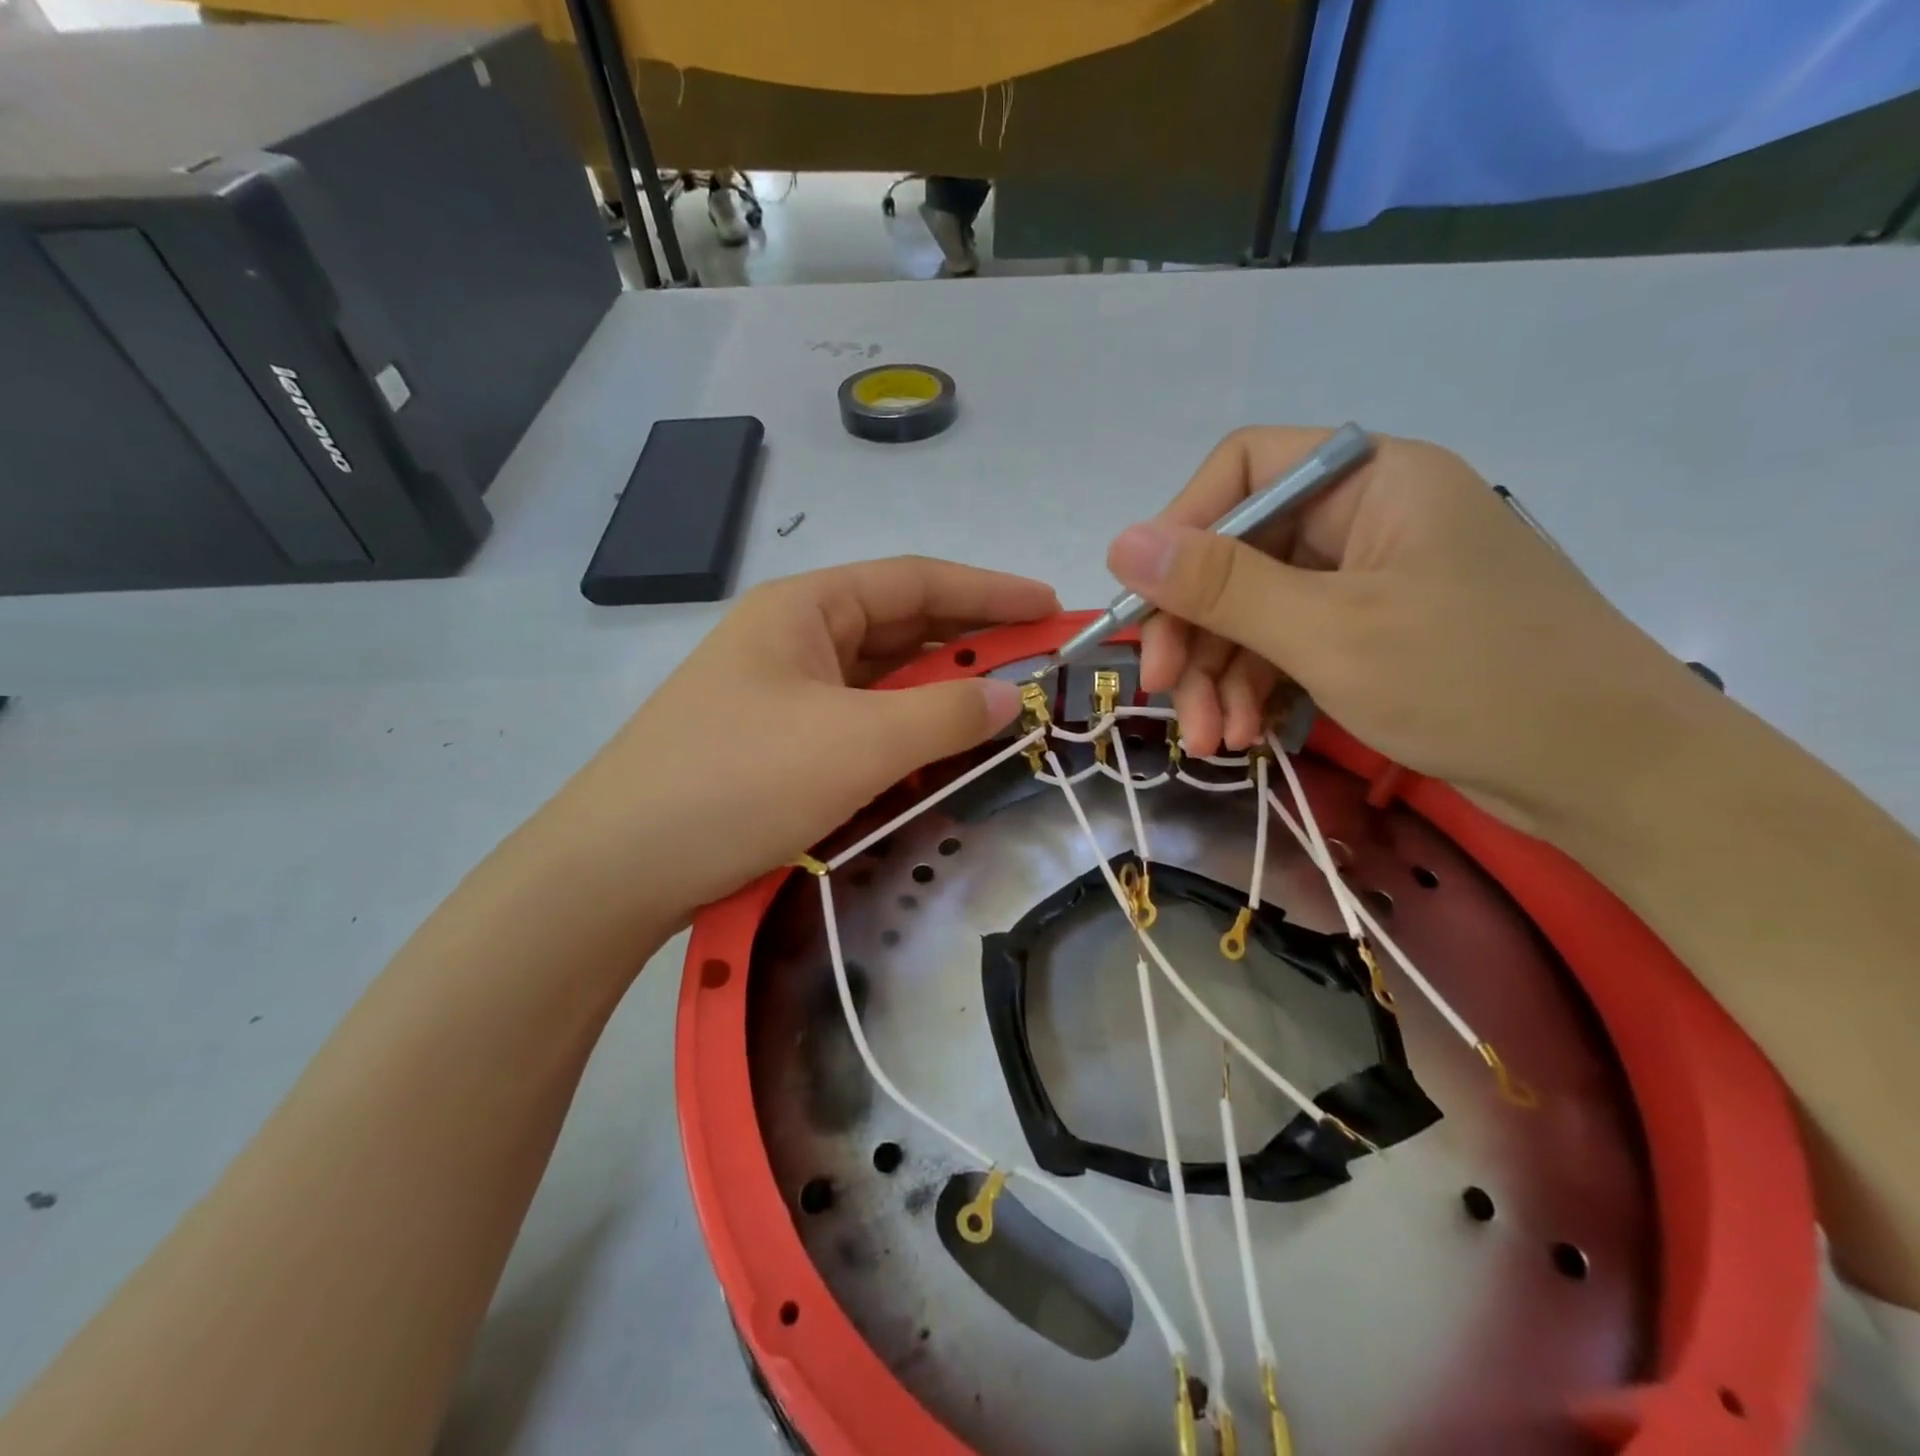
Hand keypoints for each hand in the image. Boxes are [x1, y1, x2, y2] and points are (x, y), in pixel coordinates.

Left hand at [549, 558, 1055, 925]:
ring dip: (940, 692)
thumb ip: (943, 714)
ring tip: (1004, 705)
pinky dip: (905, 732)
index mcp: (806, 609)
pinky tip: (938, 750)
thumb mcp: (856, 743)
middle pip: (901, 628)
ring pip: (882, 681)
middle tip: (1041, 662)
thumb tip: (1011, 697)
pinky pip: (860, 724)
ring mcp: (783, 694)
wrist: (618, 868)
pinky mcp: (778, 744)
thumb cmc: (738, 782)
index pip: (916, 581)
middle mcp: (794, 639)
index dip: (990, 591)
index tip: (1051, 607)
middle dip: (972, 642)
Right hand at [1106, 427, 1712, 832]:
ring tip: (1208, 741)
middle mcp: (1365, 517)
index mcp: (1370, 480)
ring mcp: (1368, 580)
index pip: (1243, 470)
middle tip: (1165, 696)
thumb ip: (1220, 585)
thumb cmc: (1473, 681)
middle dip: (1196, 631)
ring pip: (1257, 610)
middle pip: (1239, 554)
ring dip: (1220, 675)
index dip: (1180, 531)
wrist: (1607, 773)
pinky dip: (1257, 690)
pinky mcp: (1371, 634)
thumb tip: (1120, 542)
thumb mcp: (1329, 632)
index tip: (1144, 606)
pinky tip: (1241, 737)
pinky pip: (1288, 646)